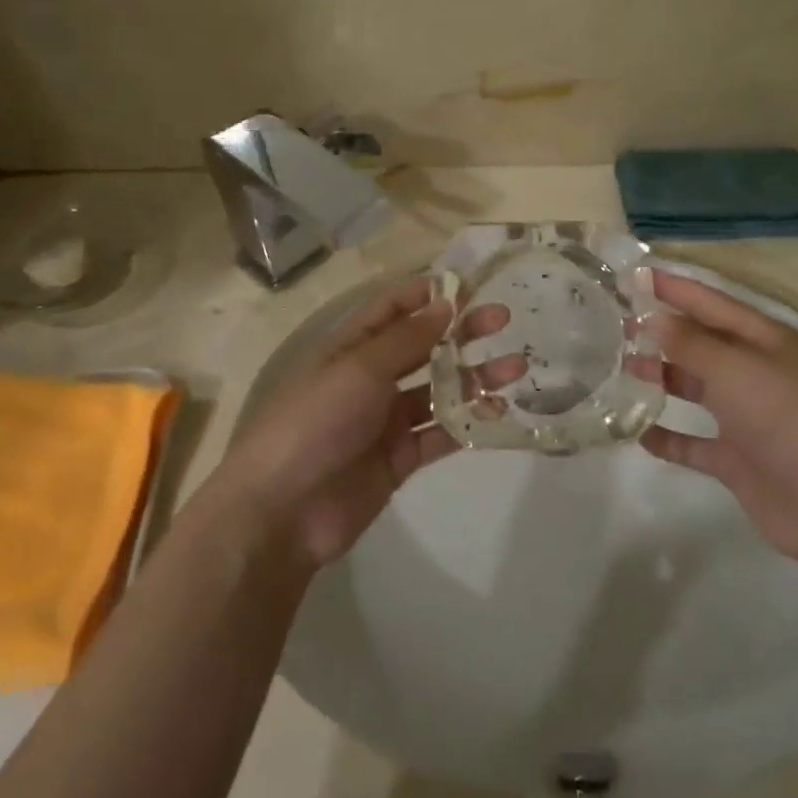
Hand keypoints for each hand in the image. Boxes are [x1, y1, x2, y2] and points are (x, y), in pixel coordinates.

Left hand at [212, 280, 508, 570]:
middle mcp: (370, 379)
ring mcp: (386, 421)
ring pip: (439, 391)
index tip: (470, 286)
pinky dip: (467, 423)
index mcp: (352, 348)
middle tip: (504, 321)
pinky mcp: (400, 459)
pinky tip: (497, 414)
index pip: (392, 308)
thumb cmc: (316, 421)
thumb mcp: (360, 368)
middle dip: (462, 333)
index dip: (428, 294)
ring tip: (515, 370)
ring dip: (475, 379)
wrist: (283, 510)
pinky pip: (440, 434)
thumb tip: (445, 304)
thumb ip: (407, 338)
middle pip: (424, 347)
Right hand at [640, 270, 797, 567]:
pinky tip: (637, 432)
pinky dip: (668, 437)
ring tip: (619, 369)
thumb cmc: (786, 418)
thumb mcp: (735, 368)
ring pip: (695, 388)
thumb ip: (690, 343)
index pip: (711, 303)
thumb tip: (653, 317)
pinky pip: (693, 442)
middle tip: (614, 326)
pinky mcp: (738, 459)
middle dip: (661, 332)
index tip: (633, 275)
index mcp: (764, 340)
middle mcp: (755, 372)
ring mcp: (747, 417)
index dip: (674, 288)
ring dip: (660, 378)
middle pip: (701, 343)